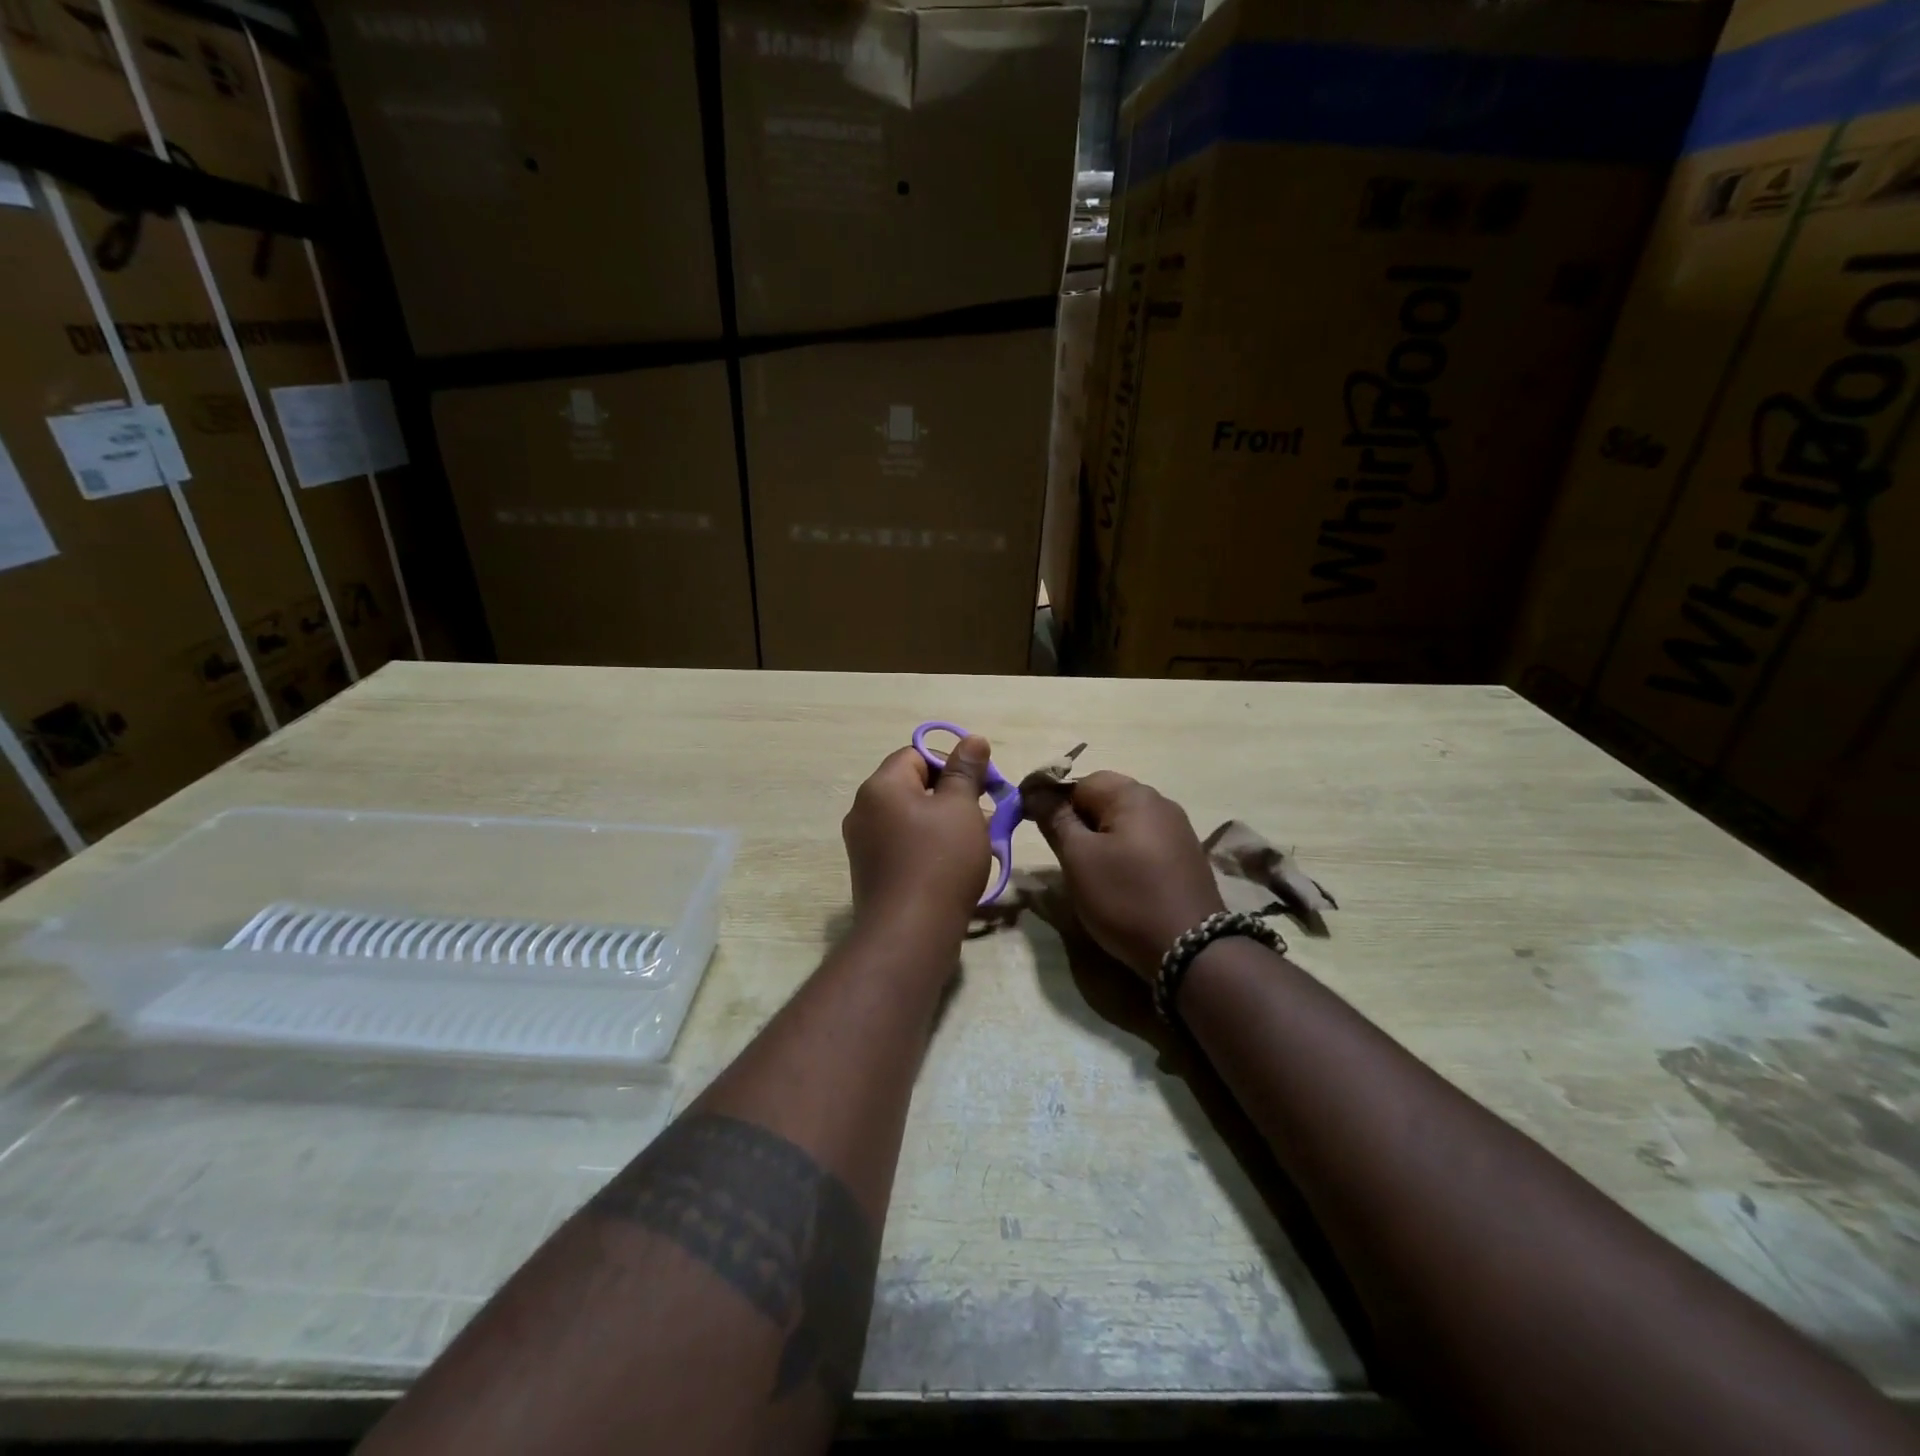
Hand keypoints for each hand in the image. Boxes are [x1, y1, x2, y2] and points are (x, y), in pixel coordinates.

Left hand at [842, 738, 992, 936]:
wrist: (909, 933)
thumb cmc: (940, 860)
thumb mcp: (962, 808)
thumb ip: (966, 770)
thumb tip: (972, 739)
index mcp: (880, 786)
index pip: (916, 754)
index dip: (951, 763)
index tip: (981, 785)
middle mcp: (863, 810)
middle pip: (912, 786)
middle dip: (952, 796)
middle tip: (985, 814)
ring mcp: (863, 844)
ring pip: (910, 818)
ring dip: (943, 823)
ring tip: (977, 842)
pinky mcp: (870, 872)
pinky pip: (902, 845)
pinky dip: (928, 846)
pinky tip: (954, 866)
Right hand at [1027, 771, 1223, 980]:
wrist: (1190, 948)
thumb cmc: (1125, 897)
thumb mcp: (1078, 858)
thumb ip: (1056, 820)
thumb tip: (1035, 791)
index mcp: (1133, 795)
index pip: (1081, 781)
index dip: (1056, 802)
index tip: (1040, 831)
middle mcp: (1160, 802)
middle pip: (1106, 799)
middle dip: (1080, 822)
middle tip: (1067, 857)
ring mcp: (1178, 829)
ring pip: (1125, 823)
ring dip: (1102, 839)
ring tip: (1092, 873)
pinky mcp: (1186, 856)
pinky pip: (1144, 842)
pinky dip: (1125, 854)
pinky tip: (1122, 882)